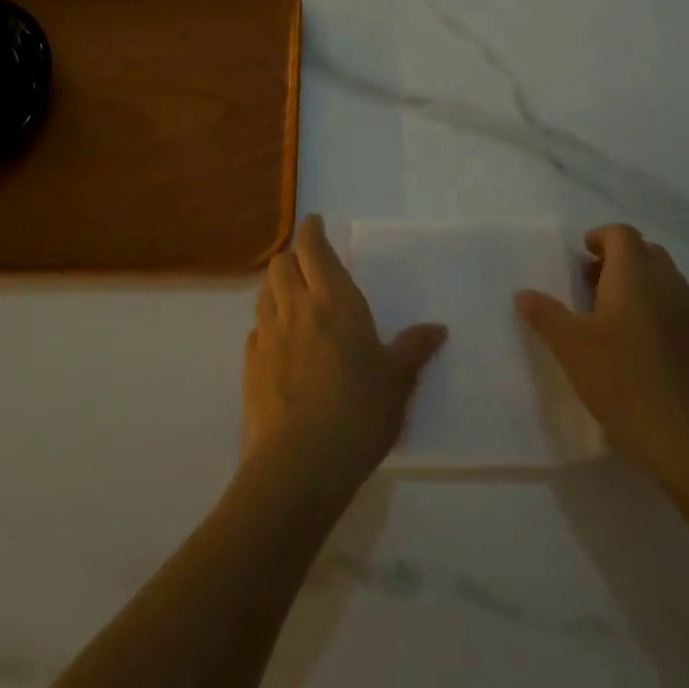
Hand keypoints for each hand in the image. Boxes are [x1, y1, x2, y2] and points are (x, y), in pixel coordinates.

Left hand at [243, 216, 445, 502]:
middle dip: (292, 256)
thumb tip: (438, 329)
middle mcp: (296, 308)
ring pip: (264, 292)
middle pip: (281, 264)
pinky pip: (255, 330)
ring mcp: (268, 336)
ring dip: (276, 285)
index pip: (313, 248)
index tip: (315, 223)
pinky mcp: (250, 366)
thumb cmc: (358, 412)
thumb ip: (413, 350)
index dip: (312, 231)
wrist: (299, 464)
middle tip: (306, 263)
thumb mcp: (397, 382)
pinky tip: (277, 341)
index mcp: (334, 301)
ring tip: (290, 295)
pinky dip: (265, 324)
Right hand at [515, 224, 688, 489]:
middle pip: (647, 252)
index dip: (599, 238)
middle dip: (619, 260)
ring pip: (668, 281)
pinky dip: (665, 313)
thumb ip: (545, 314)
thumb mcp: (570, 347)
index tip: (580, 258)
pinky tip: (649, 343)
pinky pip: (685, 312)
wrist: (688, 442)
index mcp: (635, 275)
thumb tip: (523, 293)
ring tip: (615, 315)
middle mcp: (669, 285)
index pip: (621, 234)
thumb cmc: (622, 382)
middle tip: (591, 284)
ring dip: (642, 285)